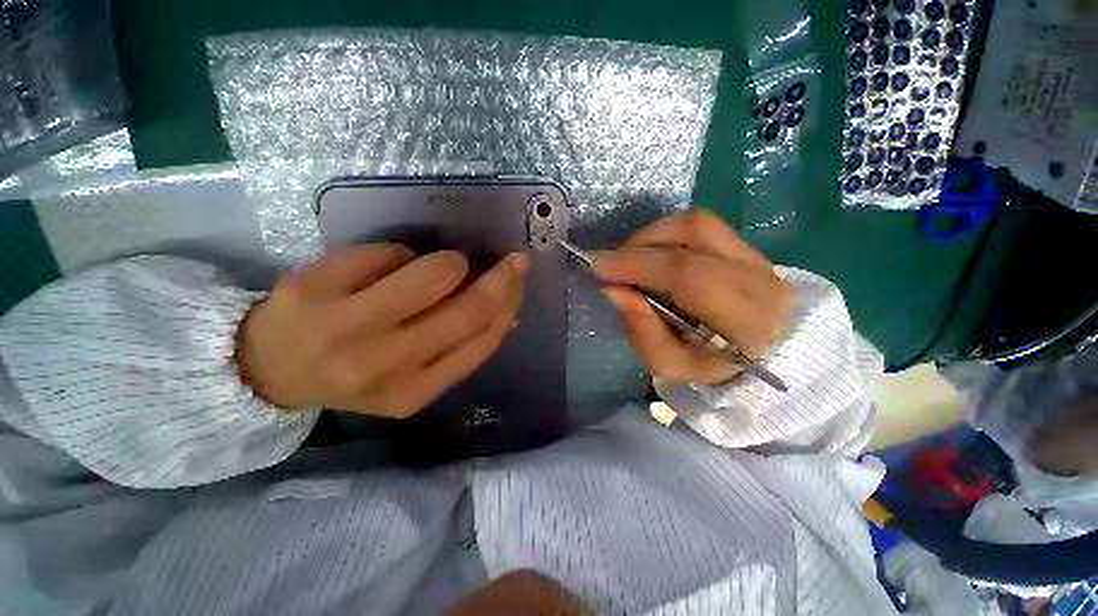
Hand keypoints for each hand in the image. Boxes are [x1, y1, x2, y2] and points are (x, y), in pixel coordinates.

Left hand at [236, 244, 528, 417]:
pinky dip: (399, 254)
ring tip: (431, 269)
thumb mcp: (415, 375)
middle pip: (466, 310)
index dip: (509, 304)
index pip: (481, 341)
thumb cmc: (357, 369)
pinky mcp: (315, 289)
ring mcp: (346, 328)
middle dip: (500, 278)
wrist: (270, 368)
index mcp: (414, 392)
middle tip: (511, 261)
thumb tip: (507, 310)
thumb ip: (461, 347)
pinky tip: (381, 269)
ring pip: (434, 274)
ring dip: (448, 263)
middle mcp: (384, 366)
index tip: (519, 279)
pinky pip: (390, 253)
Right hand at [593, 209, 795, 384]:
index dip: (639, 265)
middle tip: (610, 264)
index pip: (690, 275)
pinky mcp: (747, 246)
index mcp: (747, 321)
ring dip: (651, 235)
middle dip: (639, 247)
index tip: (600, 268)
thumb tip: (613, 290)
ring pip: (697, 223)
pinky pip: (702, 225)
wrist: (754, 357)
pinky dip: (666, 233)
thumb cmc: (707, 367)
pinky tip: (651, 253)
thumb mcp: (668, 364)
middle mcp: (761, 280)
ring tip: (629, 258)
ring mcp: (758, 257)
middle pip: (693, 238)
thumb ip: (641, 329)